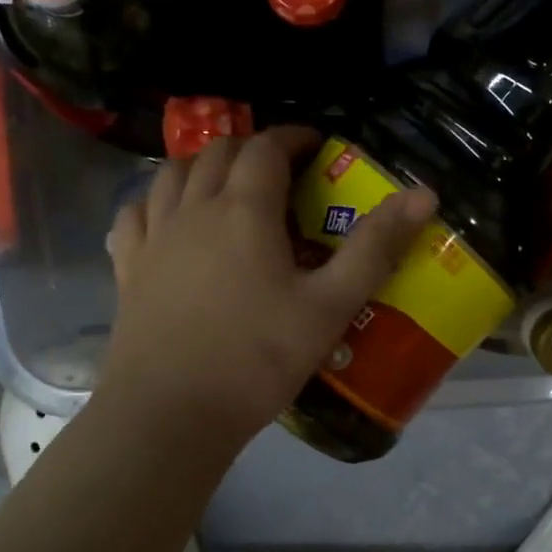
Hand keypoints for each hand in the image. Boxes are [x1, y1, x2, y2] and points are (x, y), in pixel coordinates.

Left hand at [98, 127, 434, 451]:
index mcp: (244, 210)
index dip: (294, 137)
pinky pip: (134, 214)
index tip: (316, 144)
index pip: (267, 148)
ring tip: (225, 183)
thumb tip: (423, 193)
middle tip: (280, 168)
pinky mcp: (127, 269)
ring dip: (202, 165)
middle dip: (251, 148)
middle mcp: (193, 209)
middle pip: (217, 152)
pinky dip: (154, 201)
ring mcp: (153, 238)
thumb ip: (376, 247)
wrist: (171, 414)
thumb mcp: (330, 306)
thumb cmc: (258, 359)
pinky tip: (164, 217)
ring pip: (171, 175)